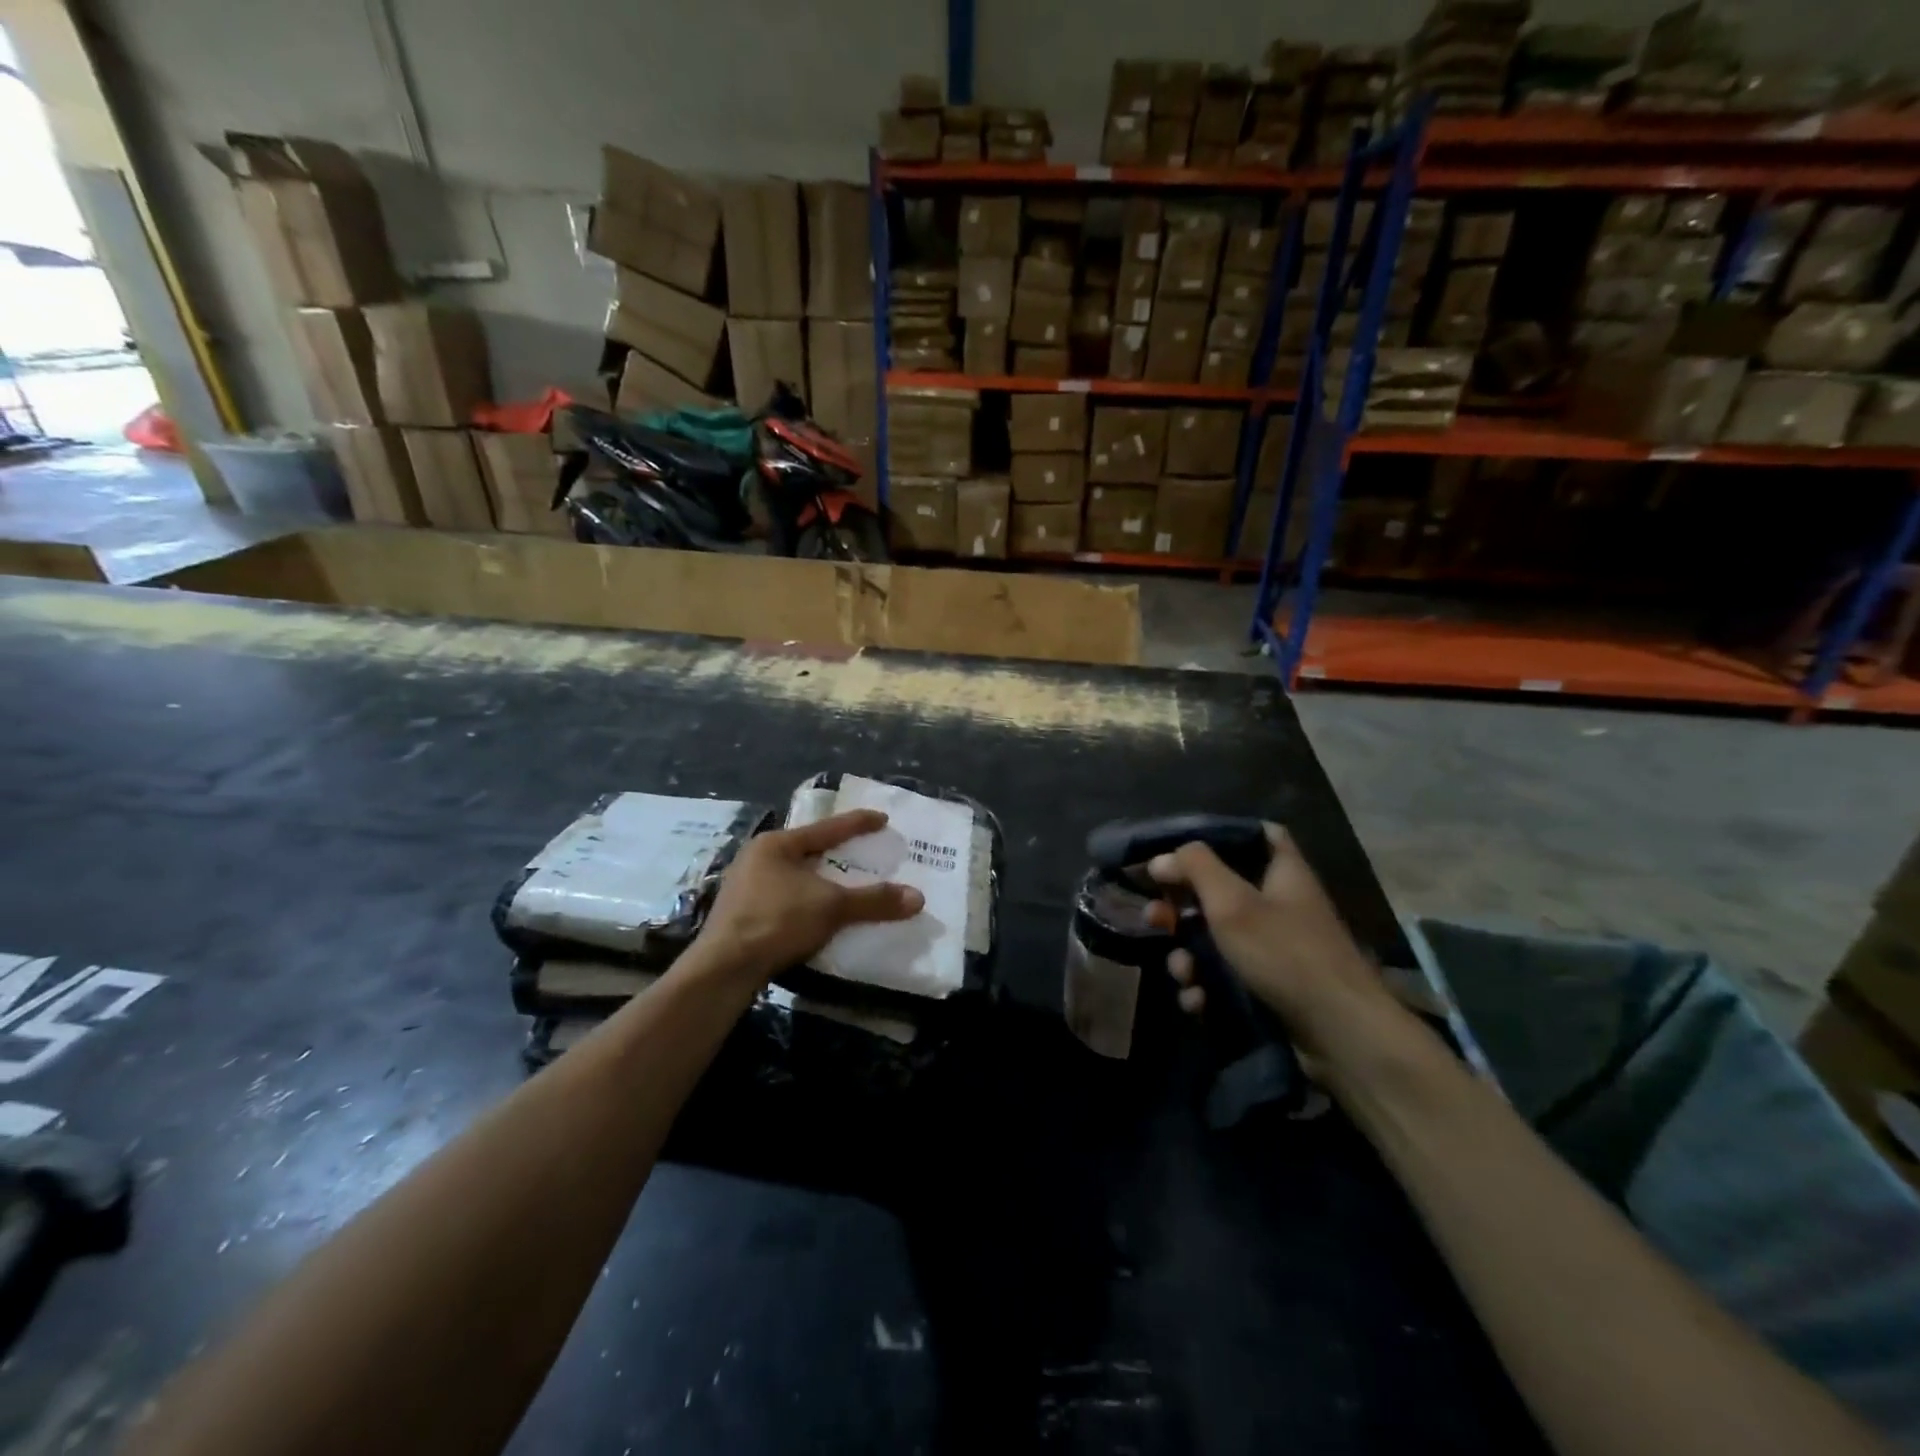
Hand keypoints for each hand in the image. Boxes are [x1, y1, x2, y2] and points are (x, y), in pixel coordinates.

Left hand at [699, 810, 923, 985]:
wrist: (724, 969)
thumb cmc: (776, 921)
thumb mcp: (831, 907)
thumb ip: (873, 900)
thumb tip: (918, 898)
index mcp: (776, 844)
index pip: (826, 828)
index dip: (857, 823)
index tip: (882, 818)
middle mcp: (756, 858)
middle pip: (807, 850)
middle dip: (836, 853)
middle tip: (864, 852)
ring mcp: (744, 887)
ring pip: (794, 876)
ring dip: (820, 881)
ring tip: (845, 885)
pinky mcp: (740, 915)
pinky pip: (784, 899)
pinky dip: (806, 902)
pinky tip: (819, 914)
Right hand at [1148, 824, 1414, 1076]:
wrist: (1340, 1035)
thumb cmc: (1285, 953)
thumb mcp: (1232, 903)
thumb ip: (1195, 869)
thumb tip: (1161, 858)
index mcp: (1282, 873)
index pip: (1259, 834)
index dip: (1223, 835)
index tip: (1183, 847)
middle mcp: (1281, 905)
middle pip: (1222, 891)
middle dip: (1182, 907)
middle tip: (1154, 917)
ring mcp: (1276, 950)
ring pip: (1217, 940)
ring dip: (1189, 956)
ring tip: (1183, 973)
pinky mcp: (1270, 988)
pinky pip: (1226, 977)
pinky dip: (1207, 987)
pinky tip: (1198, 1001)